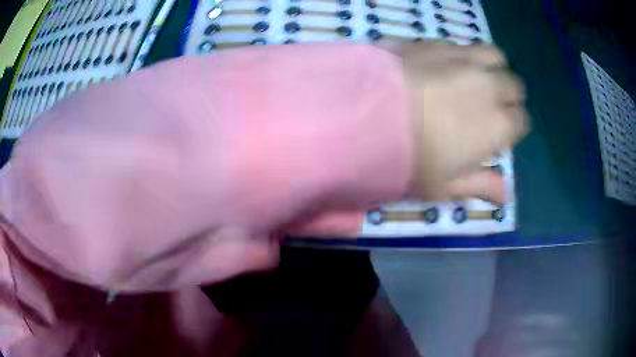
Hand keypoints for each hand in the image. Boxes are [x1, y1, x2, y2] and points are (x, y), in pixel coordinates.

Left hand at [394, 42, 528, 203]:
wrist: (361, 116)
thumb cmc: (408, 160)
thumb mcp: (445, 186)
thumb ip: (482, 186)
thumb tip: (507, 195)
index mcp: (498, 124)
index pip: (522, 121)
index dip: (513, 127)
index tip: (498, 134)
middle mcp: (488, 85)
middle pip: (514, 85)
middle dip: (507, 96)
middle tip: (487, 108)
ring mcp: (461, 58)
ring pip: (495, 56)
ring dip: (492, 68)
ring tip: (474, 80)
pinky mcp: (434, 42)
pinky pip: (462, 45)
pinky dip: (464, 55)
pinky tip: (446, 67)